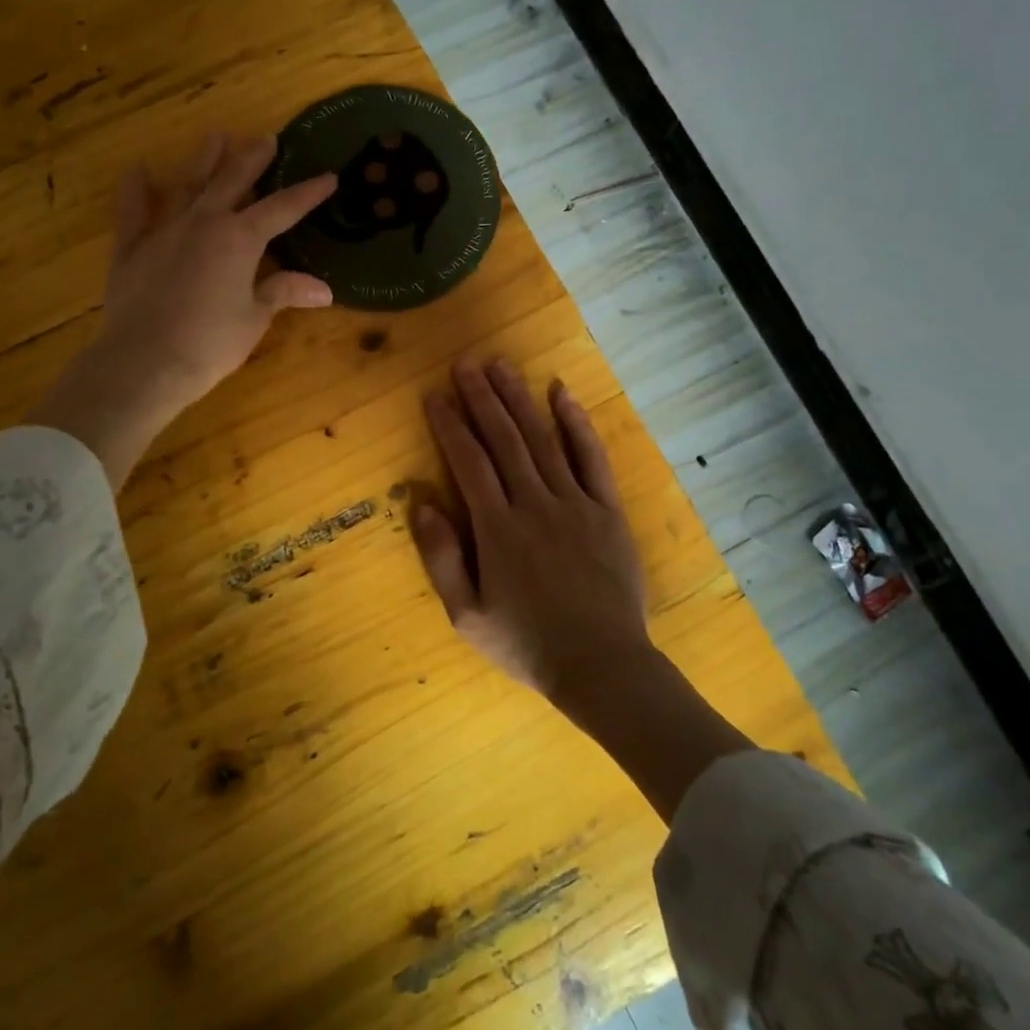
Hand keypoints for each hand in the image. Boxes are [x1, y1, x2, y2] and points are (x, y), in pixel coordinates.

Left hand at [28, 134, 336, 484]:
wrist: (145, 362)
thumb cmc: (210, 343)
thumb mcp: (254, 319)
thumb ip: (283, 293)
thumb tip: (323, 289)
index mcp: (239, 239)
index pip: (281, 209)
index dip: (307, 193)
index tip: (328, 177)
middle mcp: (203, 223)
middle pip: (232, 182)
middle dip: (252, 160)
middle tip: (266, 138)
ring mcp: (164, 232)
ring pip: (188, 186)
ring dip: (204, 161)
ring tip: (216, 136)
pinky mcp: (132, 249)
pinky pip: (134, 212)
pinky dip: (136, 191)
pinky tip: (138, 171)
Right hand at [412, 358, 654, 700]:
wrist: (602, 666)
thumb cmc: (527, 644)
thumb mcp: (467, 615)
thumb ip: (441, 557)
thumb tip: (421, 502)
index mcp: (497, 529)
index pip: (468, 462)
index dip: (450, 425)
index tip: (435, 395)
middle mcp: (534, 504)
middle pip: (504, 439)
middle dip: (482, 398)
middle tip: (465, 364)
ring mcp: (575, 502)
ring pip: (542, 439)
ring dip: (519, 399)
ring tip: (500, 365)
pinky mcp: (607, 509)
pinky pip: (591, 457)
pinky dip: (576, 422)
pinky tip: (561, 393)